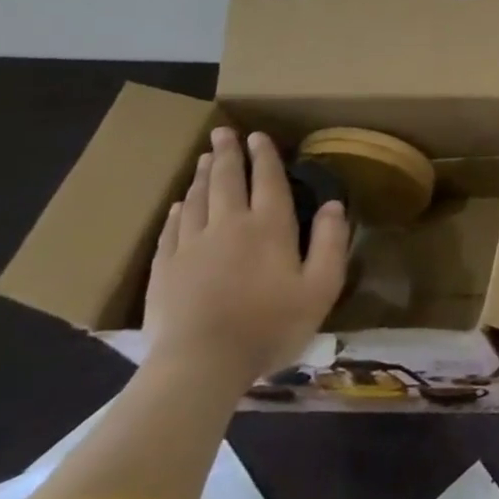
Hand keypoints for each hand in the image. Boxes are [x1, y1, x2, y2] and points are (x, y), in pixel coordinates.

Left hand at [144, 126, 350, 388]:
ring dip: (202, 176)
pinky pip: (171, 229)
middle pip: (225, 180)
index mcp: (269, 226)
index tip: (258, 136)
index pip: (267, 180)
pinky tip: (181, 205)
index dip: (264, 156)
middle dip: (226, 154)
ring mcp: (191, 246)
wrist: (200, 365)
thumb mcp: (321, 287)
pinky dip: (179, 210)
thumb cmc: (270, 325)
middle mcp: (228, 225)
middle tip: (223, 132)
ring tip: (204, 158)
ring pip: (197, 199)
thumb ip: (331, 242)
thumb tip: (335, 205)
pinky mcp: (164, 269)